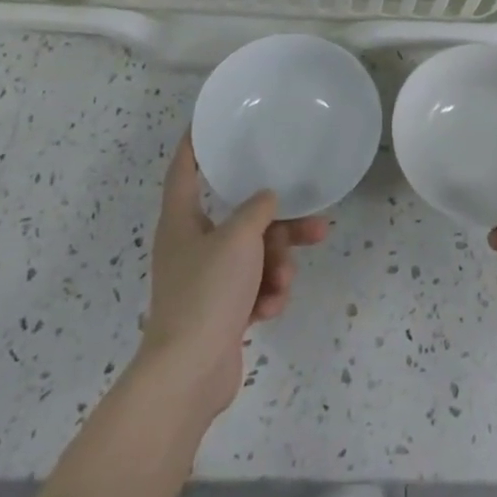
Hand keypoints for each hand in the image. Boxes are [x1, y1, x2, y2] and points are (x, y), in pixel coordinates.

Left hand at [142, 134, 328, 415]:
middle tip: (315, 224)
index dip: (195, 144)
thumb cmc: (207, 292)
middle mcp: (192, 245)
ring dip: (277, 265)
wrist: (189, 374)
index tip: (210, 122)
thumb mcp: (238, 239)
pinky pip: (253, 287)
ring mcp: (207, 281)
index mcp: (181, 221)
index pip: (184, 169)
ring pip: (254, 255)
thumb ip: (257, 210)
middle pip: (241, 220)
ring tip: (284, 281)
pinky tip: (271, 308)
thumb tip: (267, 199)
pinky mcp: (222, 311)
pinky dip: (266, 294)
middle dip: (279, 226)